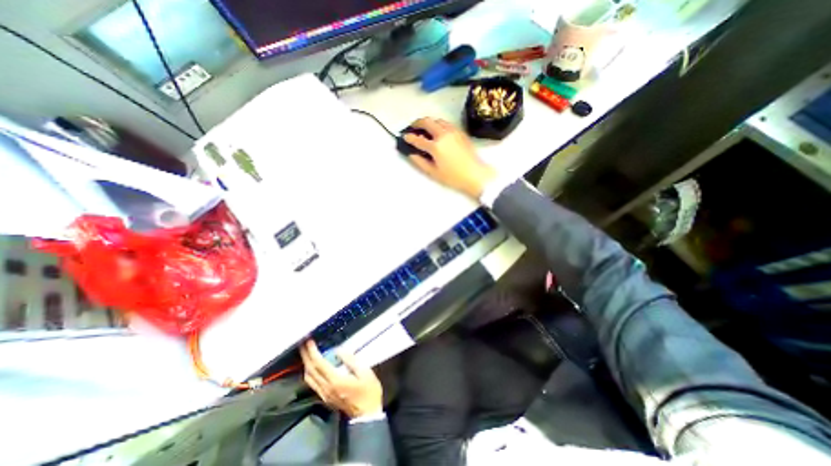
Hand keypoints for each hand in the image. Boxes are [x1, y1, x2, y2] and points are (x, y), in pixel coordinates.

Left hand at [298, 338, 382, 417]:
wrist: (367, 415)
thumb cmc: (368, 391)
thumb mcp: (365, 372)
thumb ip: (351, 360)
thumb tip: (338, 350)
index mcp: (335, 380)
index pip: (319, 364)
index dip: (312, 352)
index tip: (309, 341)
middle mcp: (326, 388)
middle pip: (310, 370)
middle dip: (305, 356)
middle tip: (303, 343)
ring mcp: (324, 394)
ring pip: (309, 378)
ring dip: (306, 364)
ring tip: (307, 352)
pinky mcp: (325, 398)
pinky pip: (312, 383)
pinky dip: (310, 372)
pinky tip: (313, 366)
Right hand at [405, 117, 495, 198]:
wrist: (475, 174)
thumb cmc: (453, 177)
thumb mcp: (434, 173)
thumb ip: (420, 162)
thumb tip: (411, 154)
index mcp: (436, 146)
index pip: (418, 139)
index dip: (409, 137)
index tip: (404, 137)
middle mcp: (443, 134)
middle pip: (427, 122)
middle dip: (417, 123)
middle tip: (412, 128)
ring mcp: (453, 131)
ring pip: (437, 120)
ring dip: (428, 122)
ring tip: (424, 129)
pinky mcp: (460, 132)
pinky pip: (446, 123)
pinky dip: (439, 124)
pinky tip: (438, 131)